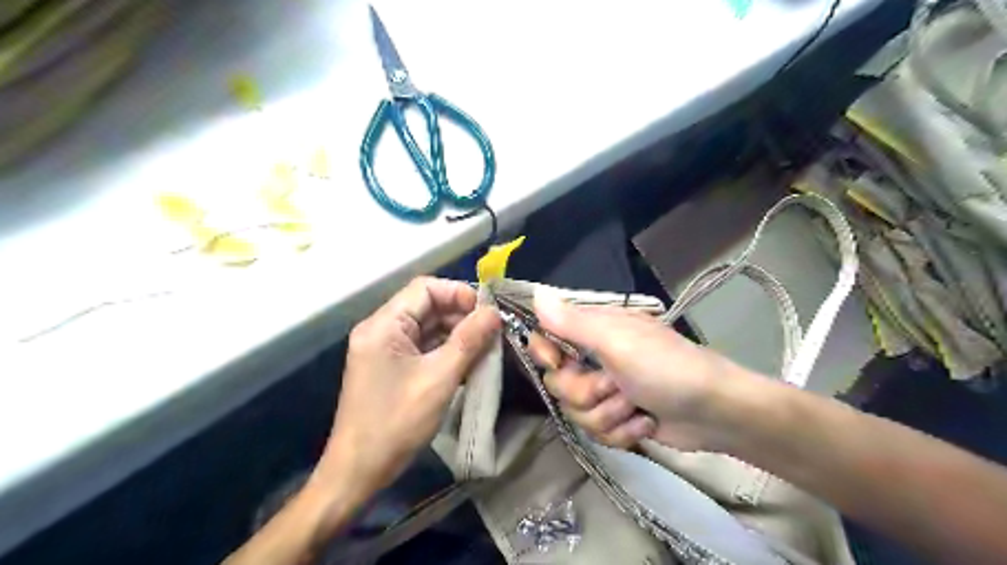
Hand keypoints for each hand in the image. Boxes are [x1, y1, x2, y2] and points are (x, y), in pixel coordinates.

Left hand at [313, 278, 498, 493]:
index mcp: (384, 325)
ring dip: (456, 333)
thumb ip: (468, 340)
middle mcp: (381, 330)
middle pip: (426, 306)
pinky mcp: (391, 367)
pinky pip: (423, 347)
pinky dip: (446, 350)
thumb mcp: (439, 378)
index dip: (458, 293)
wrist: (358, 472)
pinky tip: (469, 361)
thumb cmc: (396, 422)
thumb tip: (494, 312)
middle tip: (493, 331)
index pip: (425, 288)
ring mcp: (385, 349)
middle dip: (461, 315)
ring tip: (486, 346)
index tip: (487, 312)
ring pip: (427, 327)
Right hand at [535, 291, 754, 450]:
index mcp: (593, 331)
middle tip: (616, 386)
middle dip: (587, 392)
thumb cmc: (665, 367)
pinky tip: (645, 423)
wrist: (714, 412)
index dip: (545, 353)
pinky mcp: (617, 419)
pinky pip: (596, 432)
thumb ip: (572, 323)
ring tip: (637, 407)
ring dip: (609, 415)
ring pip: (576, 412)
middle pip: (558, 383)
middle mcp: (594, 359)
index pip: (545, 337)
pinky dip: (623, 432)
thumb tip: (536, 293)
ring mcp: (606, 391)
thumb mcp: (616, 341)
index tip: (558, 364)